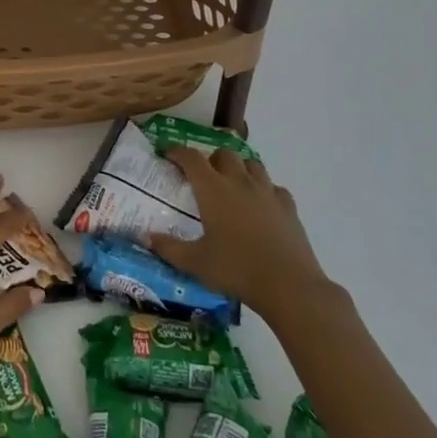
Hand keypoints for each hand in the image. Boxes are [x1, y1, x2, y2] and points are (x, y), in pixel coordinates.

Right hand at [144, 146, 336, 329]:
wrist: (289, 286)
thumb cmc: (237, 270)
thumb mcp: (195, 263)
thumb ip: (169, 248)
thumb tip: (146, 237)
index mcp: (213, 189)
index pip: (191, 157)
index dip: (177, 151)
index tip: (167, 154)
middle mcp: (239, 182)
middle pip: (223, 154)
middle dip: (210, 159)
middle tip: (202, 177)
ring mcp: (267, 192)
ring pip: (251, 164)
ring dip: (238, 168)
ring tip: (232, 185)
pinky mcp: (289, 206)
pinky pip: (273, 187)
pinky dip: (264, 190)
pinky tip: (261, 205)